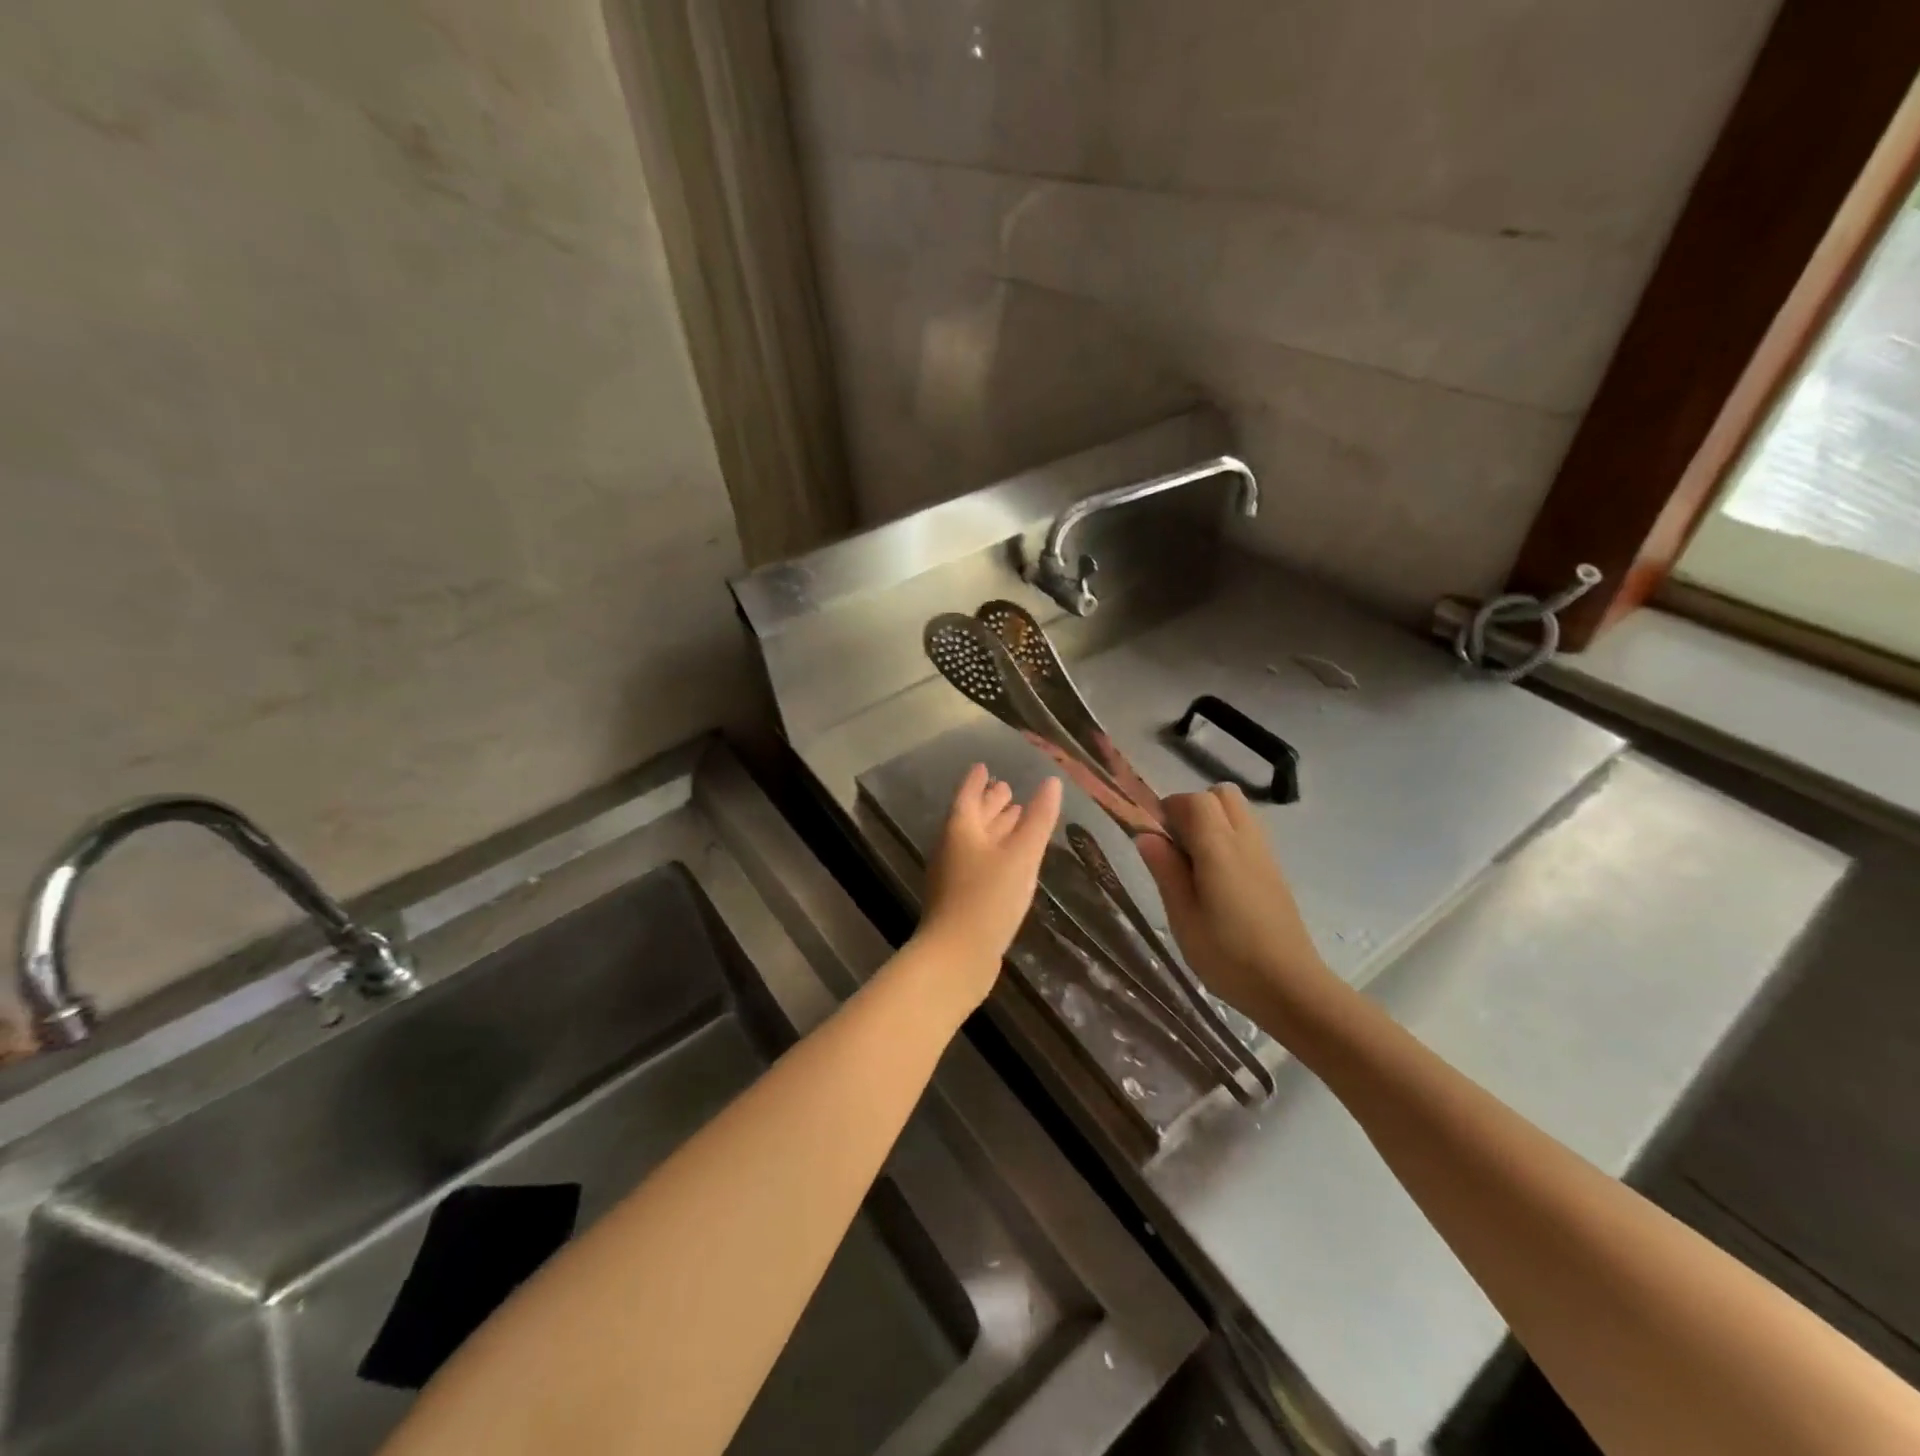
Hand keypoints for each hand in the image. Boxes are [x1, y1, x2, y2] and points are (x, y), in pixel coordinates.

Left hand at [918, 765, 1061, 1008]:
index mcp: (961, 829)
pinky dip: (994, 852)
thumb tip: (1051, 782)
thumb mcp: (1021, 856)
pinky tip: (1009, 861)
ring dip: (993, 827)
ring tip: (1014, 817)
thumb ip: (1038, 820)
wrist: (957, 957)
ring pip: (976, 841)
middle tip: (1006, 787)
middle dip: (989, 802)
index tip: (985, 766)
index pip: (968, 795)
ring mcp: (954, 875)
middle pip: (971, 817)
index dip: (977, 781)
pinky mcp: (960, 898)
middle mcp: (953, 847)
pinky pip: (978, 863)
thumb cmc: (988, 898)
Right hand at [1134, 785, 1340, 1033]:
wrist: (1291, 988)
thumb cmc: (1228, 956)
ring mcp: (1265, 855)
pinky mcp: (1275, 871)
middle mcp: (1246, 841)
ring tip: (1194, 862)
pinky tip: (1217, 878)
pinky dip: (1228, 838)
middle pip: (1221, 795)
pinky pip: (1248, 833)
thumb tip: (1146, 835)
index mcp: (1220, 848)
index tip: (1152, 835)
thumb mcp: (1183, 917)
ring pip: (1238, 812)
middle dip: (1193, 807)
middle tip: (1175, 844)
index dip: (1169, 808)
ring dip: (1212, 821)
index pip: (1194, 800)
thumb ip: (1165, 870)